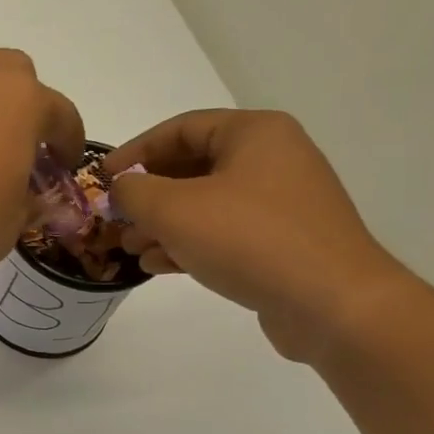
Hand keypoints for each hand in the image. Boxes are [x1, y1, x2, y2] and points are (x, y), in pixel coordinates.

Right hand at [106, 109, 412, 361]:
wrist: (332, 304)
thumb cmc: (248, 239)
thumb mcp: (173, 209)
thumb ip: (134, 191)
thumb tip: (121, 188)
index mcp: (254, 133)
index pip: (179, 129)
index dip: (133, 152)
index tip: (101, 179)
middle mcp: (272, 159)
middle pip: (191, 167)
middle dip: (147, 195)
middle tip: (114, 218)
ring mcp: (281, 202)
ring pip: (205, 203)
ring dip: (162, 224)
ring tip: (130, 248)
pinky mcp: (283, 241)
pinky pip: (224, 232)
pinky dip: (189, 244)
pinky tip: (159, 265)